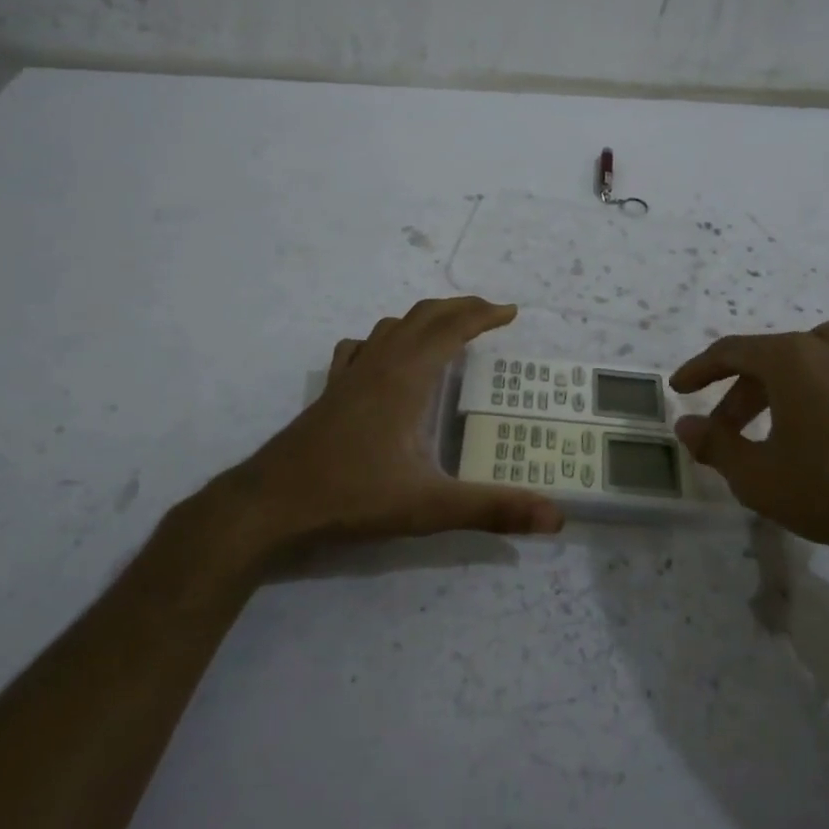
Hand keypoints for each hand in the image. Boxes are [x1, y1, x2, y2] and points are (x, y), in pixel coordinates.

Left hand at [212, 297, 562, 564]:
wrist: (272, 502)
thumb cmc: (353, 496)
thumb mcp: (430, 506)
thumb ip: (493, 510)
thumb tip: (556, 519)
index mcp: (407, 377)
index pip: (452, 328)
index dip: (484, 315)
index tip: (511, 312)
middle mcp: (380, 364)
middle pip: (423, 316)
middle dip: (460, 308)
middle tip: (490, 314)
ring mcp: (350, 375)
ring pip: (391, 327)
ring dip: (424, 320)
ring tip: (446, 332)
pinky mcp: (330, 391)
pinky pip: (360, 348)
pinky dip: (383, 340)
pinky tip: (383, 358)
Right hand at [671, 322, 828, 599]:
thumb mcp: (758, 476)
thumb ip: (715, 446)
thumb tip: (686, 426)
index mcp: (793, 358)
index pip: (732, 351)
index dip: (699, 370)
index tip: (679, 390)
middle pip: (771, 357)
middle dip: (739, 391)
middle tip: (723, 429)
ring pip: (814, 357)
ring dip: (784, 382)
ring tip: (775, 416)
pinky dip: (822, 391)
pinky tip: (824, 428)